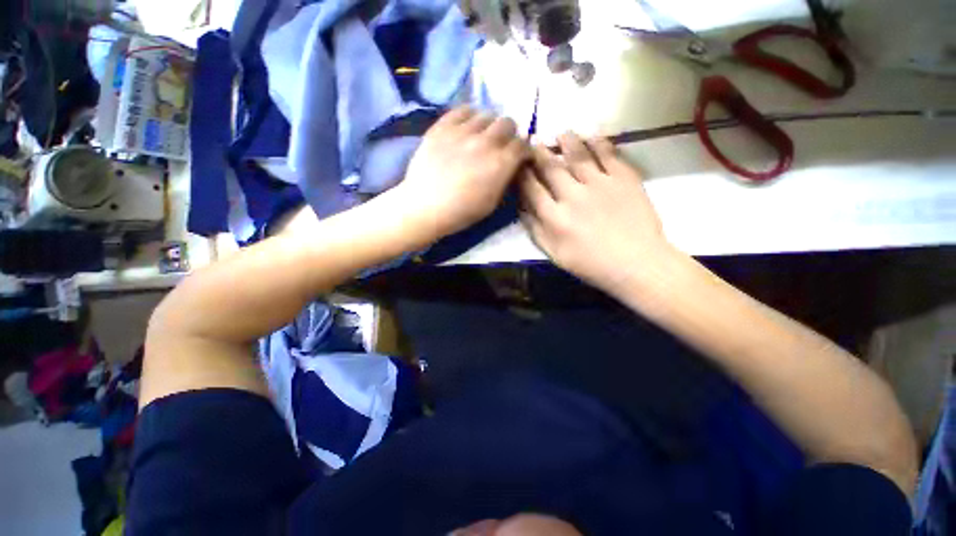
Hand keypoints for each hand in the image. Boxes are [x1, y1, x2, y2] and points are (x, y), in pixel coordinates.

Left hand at [389, 106, 528, 240]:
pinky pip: (462, 110)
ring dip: (489, 125)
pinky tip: (466, 126)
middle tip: (501, 144)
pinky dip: (469, 116)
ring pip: (486, 114)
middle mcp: (486, 142)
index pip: (522, 144)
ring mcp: (463, 131)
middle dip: (509, 133)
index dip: (523, 149)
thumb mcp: (493, 203)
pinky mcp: (443, 127)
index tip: (519, 156)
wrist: (426, 207)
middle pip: (507, 123)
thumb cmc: (462, 212)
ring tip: (482, 135)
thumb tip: (512, 165)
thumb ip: (505, 179)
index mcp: (501, 164)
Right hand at [519, 132, 675, 295]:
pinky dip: (599, 142)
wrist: (636, 262)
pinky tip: (592, 135)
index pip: (531, 188)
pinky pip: (608, 154)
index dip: (522, 174)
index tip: (517, 163)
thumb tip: (521, 208)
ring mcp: (599, 184)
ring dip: (567, 142)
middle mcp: (572, 195)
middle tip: (533, 140)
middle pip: (551, 168)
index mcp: (554, 216)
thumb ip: (535, 230)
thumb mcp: (555, 254)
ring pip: (577, 156)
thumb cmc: (591, 263)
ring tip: (561, 133)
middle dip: (539, 153)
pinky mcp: (623, 178)